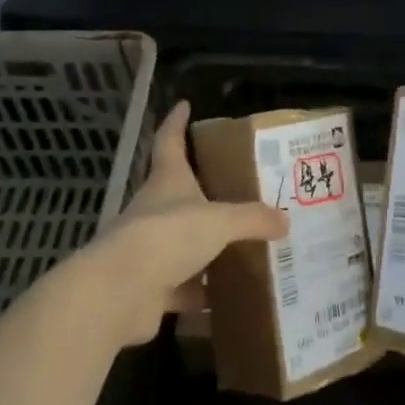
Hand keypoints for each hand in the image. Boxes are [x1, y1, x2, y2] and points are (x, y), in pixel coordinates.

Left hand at [82, 101, 288, 345]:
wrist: (120, 292)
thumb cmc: (168, 235)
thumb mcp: (219, 221)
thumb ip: (252, 219)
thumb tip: (284, 220)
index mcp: (167, 181)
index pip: (170, 141)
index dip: (176, 122)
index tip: (184, 105)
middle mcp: (154, 210)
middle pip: (178, 194)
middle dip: (203, 193)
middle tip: (235, 190)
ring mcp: (148, 250)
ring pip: (180, 244)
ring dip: (203, 248)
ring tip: (239, 248)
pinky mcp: (148, 287)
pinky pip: (180, 288)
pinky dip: (198, 294)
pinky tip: (223, 299)